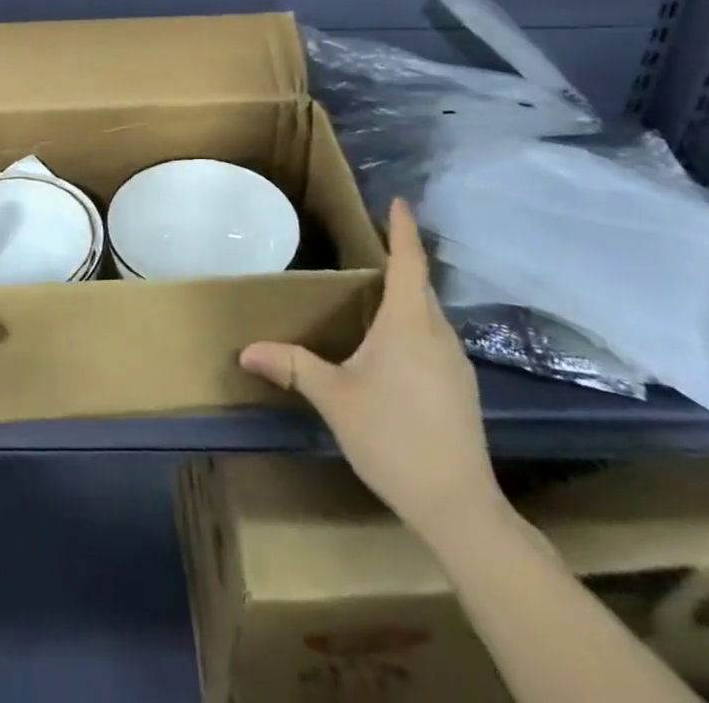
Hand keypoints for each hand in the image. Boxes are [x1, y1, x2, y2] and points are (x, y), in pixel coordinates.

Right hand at [240, 198, 503, 542]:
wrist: (459, 507)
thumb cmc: (393, 438)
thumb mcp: (335, 398)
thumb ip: (293, 366)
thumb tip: (246, 350)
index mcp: (408, 323)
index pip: (409, 262)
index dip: (403, 229)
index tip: (398, 201)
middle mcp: (437, 333)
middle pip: (420, 285)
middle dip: (402, 259)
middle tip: (373, 244)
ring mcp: (457, 362)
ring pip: (430, 314)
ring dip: (409, 295)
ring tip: (378, 292)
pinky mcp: (463, 388)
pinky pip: (436, 338)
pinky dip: (416, 325)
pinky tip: (397, 348)